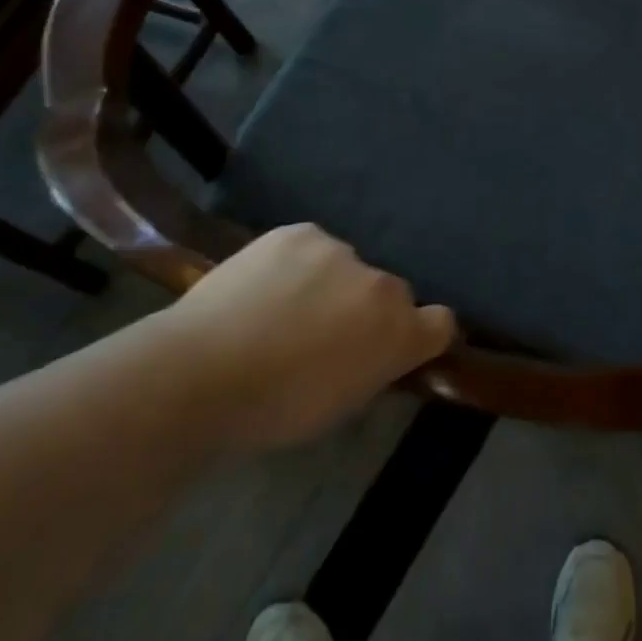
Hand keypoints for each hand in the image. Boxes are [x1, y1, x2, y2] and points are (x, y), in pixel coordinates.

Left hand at [165, 224, 456, 448]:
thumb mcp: (340, 406)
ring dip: (331, 284)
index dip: (423, 334)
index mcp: (399, 332)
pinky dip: (298, 265)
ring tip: (282, 309)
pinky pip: (312, 248)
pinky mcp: (301, 232)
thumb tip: (373, 352)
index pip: (442, 323)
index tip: (396, 347)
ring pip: (348, 268)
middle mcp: (382, 284)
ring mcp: (341, 251)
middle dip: (366, 310)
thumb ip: (372, 369)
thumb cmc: (273, 408)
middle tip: (323, 335)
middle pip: (390, 293)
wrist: (199, 371)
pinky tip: (264, 286)